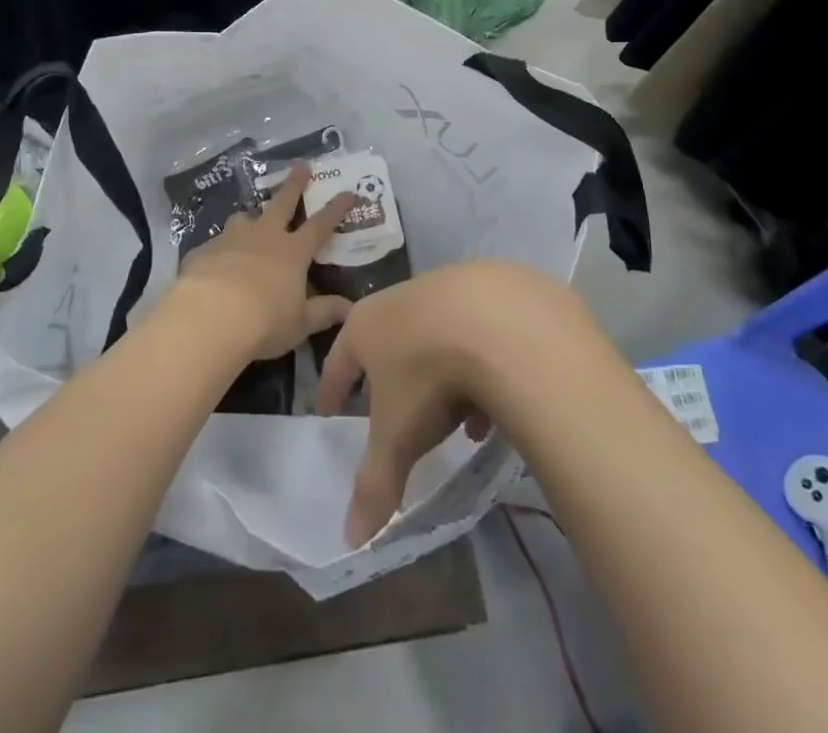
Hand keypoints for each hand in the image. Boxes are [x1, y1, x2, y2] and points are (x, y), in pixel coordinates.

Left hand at [171, 165, 354, 362]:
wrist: (209, 317)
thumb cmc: (265, 320)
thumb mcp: (300, 323)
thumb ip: (323, 312)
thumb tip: (350, 308)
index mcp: (293, 251)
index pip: (320, 225)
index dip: (336, 209)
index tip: (347, 192)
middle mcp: (264, 236)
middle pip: (282, 203)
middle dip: (294, 184)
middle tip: (301, 164)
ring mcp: (231, 239)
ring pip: (244, 218)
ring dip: (250, 217)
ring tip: (249, 220)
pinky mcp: (203, 250)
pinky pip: (215, 245)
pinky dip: (220, 251)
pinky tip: (214, 264)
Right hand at [317, 262, 590, 546]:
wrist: (498, 320)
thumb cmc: (428, 375)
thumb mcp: (397, 437)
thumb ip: (375, 484)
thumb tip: (349, 539)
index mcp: (365, 325)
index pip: (337, 359)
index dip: (332, 388)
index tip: (328, 409)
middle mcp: (401, 298)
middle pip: (387, 341)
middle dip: (391, 380)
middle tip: (395, 413)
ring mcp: (447, 287)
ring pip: (435, 337)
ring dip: (441, 377)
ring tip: (460, 422)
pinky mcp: (490, 288)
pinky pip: (476, 333)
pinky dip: (481, 366)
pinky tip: (499, 401)